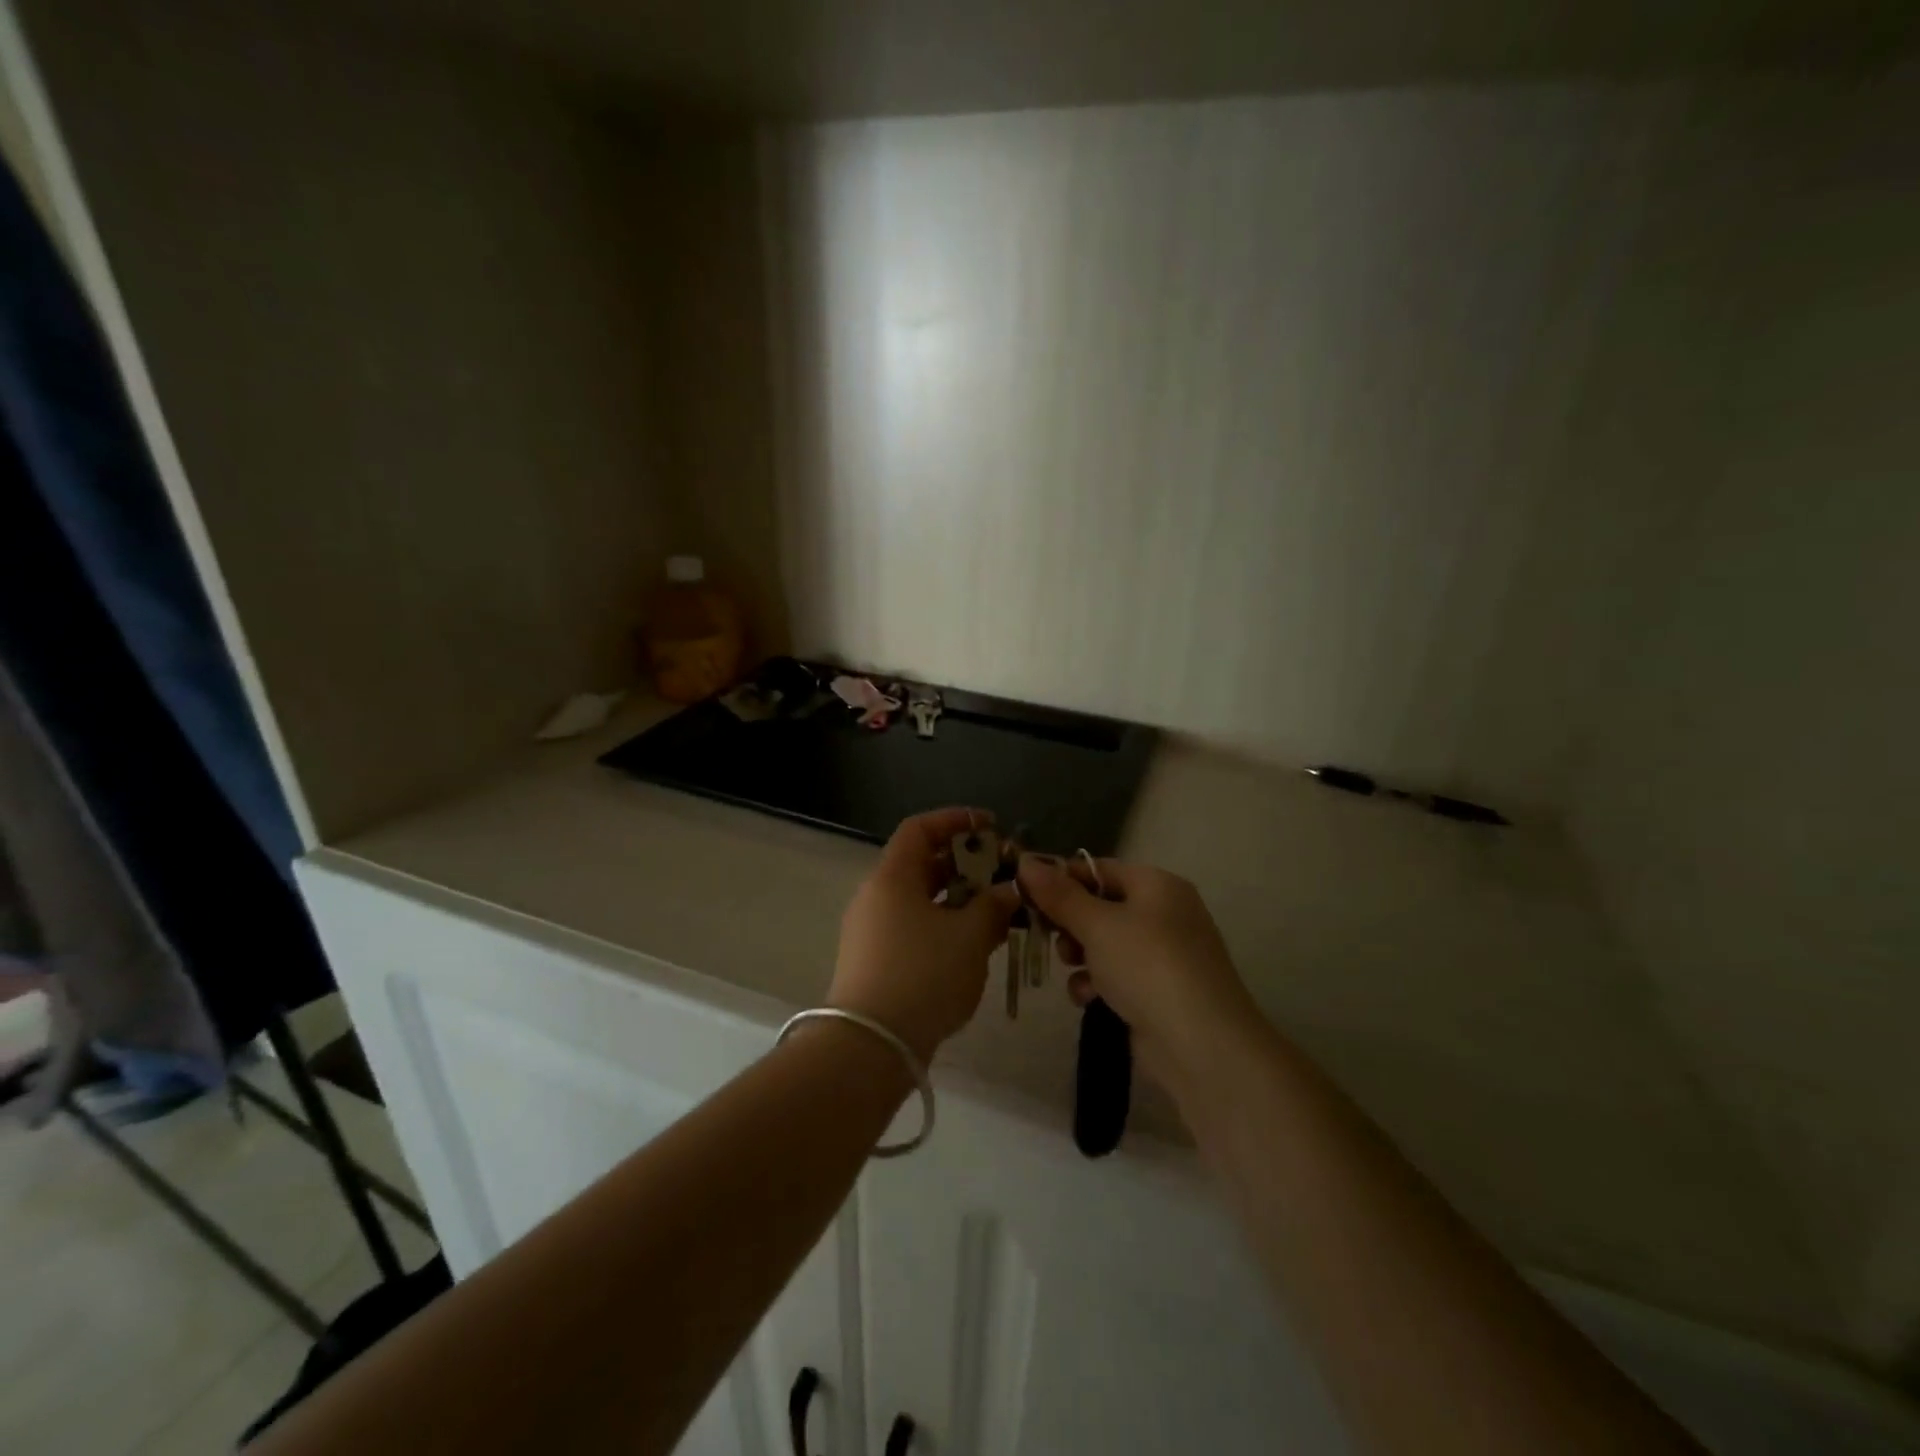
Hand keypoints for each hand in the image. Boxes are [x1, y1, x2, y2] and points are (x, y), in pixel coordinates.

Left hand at [829, 808, 1017, 1062]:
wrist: (871, 1045)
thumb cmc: (923, 975)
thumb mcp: (969, 936)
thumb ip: (994, 906)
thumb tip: (1010, 891)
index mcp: (892, 877)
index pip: (920, 828)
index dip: (956, 820)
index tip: (992, 826)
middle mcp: (878, 896)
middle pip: (924, 864)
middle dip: (968, 864)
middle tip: (1005, 873)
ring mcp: (875, 931)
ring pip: (924, 900)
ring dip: (963, 900)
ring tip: (1002, 911)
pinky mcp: (880, 962)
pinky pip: (918, 929)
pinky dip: (949, 927)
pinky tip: (979, 945)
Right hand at [1017, 854, 1261, 1101]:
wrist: (1201, 1045)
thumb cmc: (1147, 966)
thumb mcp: (1097, 924)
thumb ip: (1059, 894)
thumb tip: (1026, 862)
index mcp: (1157, 885)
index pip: (1099, 869)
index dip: (1061, 880)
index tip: (1026, 896)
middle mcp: (1165, 913)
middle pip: (1101, 906)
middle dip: (1070, 923)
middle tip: (1049, 936)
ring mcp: (1166, 955)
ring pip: (1106, 943)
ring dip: (1081, 955)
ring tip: (1070, 969)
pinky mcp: (1161, 991)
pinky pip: (1119, 975)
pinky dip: (1099, 983)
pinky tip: (1088, 998)